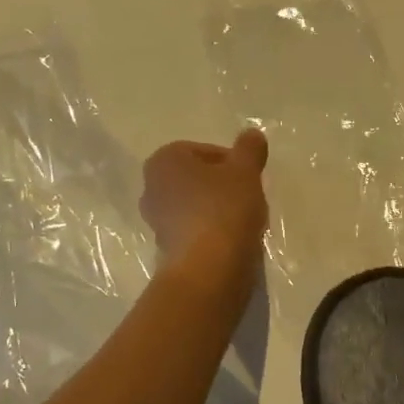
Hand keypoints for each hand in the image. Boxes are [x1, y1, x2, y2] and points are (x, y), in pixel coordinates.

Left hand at [140, 129, 268, 297]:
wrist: (208, 269)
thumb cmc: (224, 209)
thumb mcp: (245, 171)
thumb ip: (249, 149)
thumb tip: (252, 134)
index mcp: (164, 160)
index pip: (205, 151)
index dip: (232, 162)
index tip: (250, 178)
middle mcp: (151, 187)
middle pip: (197, 178)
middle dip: (221, 185)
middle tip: (248, 197)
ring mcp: (155, 221)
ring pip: (194, 205)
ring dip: (216, 209)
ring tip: (243, 221)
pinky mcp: (165, 249)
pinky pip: (193, 230)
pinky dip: (210, 232)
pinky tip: (231, 241)